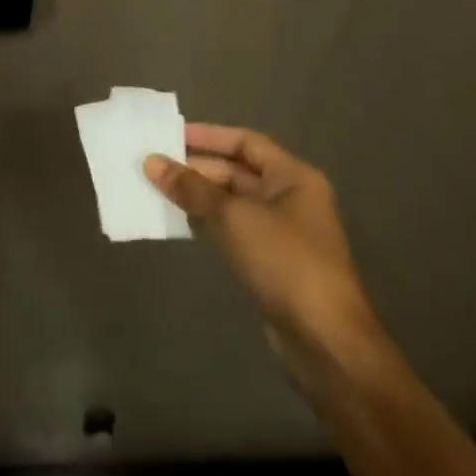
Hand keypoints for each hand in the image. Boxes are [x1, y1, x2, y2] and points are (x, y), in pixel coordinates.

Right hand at [146, 124, 384, 393]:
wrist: (323, 340)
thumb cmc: (283, 261)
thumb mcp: (233, 216)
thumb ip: (191, 187)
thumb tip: (151, 162)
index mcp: (293, 177)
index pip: (245, 142)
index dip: (207, 136)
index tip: (170, 135)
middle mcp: (290, 198)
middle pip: (237, 171)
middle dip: (197, 168)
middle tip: (155, 165)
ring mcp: (281, 232)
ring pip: (232, 202)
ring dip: (198, 196)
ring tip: (157, 189)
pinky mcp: (271, 261)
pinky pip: (233, 229)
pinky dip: (207, 222)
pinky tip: (179, 222)